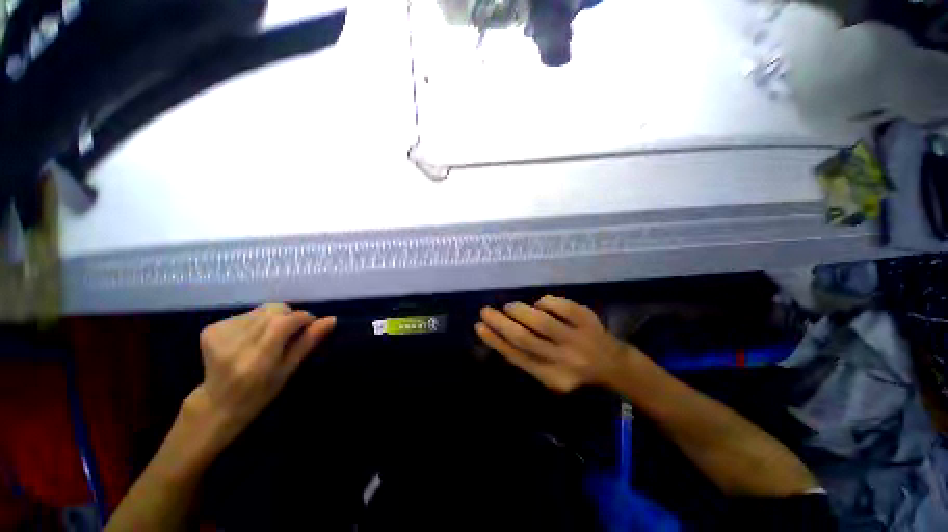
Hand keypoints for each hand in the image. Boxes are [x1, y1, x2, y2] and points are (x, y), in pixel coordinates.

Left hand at [186, 304, 336, 446]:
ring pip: (261, 310)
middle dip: (289, 317)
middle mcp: (235, 344)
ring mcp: (218, 335)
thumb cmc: (261, 393)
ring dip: (272, 318)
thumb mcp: (289, 370)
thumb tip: (331, 319)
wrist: (218, 404)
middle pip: (274, 311)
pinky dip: (255, 321)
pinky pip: (245, 314)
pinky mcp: (209, 329)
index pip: (284, 322)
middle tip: (289, 334)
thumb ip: (308, 342)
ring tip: (268, 337)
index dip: (302, 318)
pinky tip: (250, 338)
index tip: (309, 326)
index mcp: (257, 359)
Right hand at [475, 296, 630, 392]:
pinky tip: (538, 304)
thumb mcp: (549, 373)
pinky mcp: (587, 320)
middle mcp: (563, 360)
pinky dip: (544, 302)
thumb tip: (499, 332)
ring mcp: (577, 339)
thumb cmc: (573, 368)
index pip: (517, 357)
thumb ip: (527, 358)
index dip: (495, 341)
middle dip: (500, 323)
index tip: (479, 326)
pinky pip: (560, 306)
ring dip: (520, 311)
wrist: (613, 365)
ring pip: (541, 322)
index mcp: (551, 376)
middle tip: (485, 311)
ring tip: (509, 307)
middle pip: (524, 339)